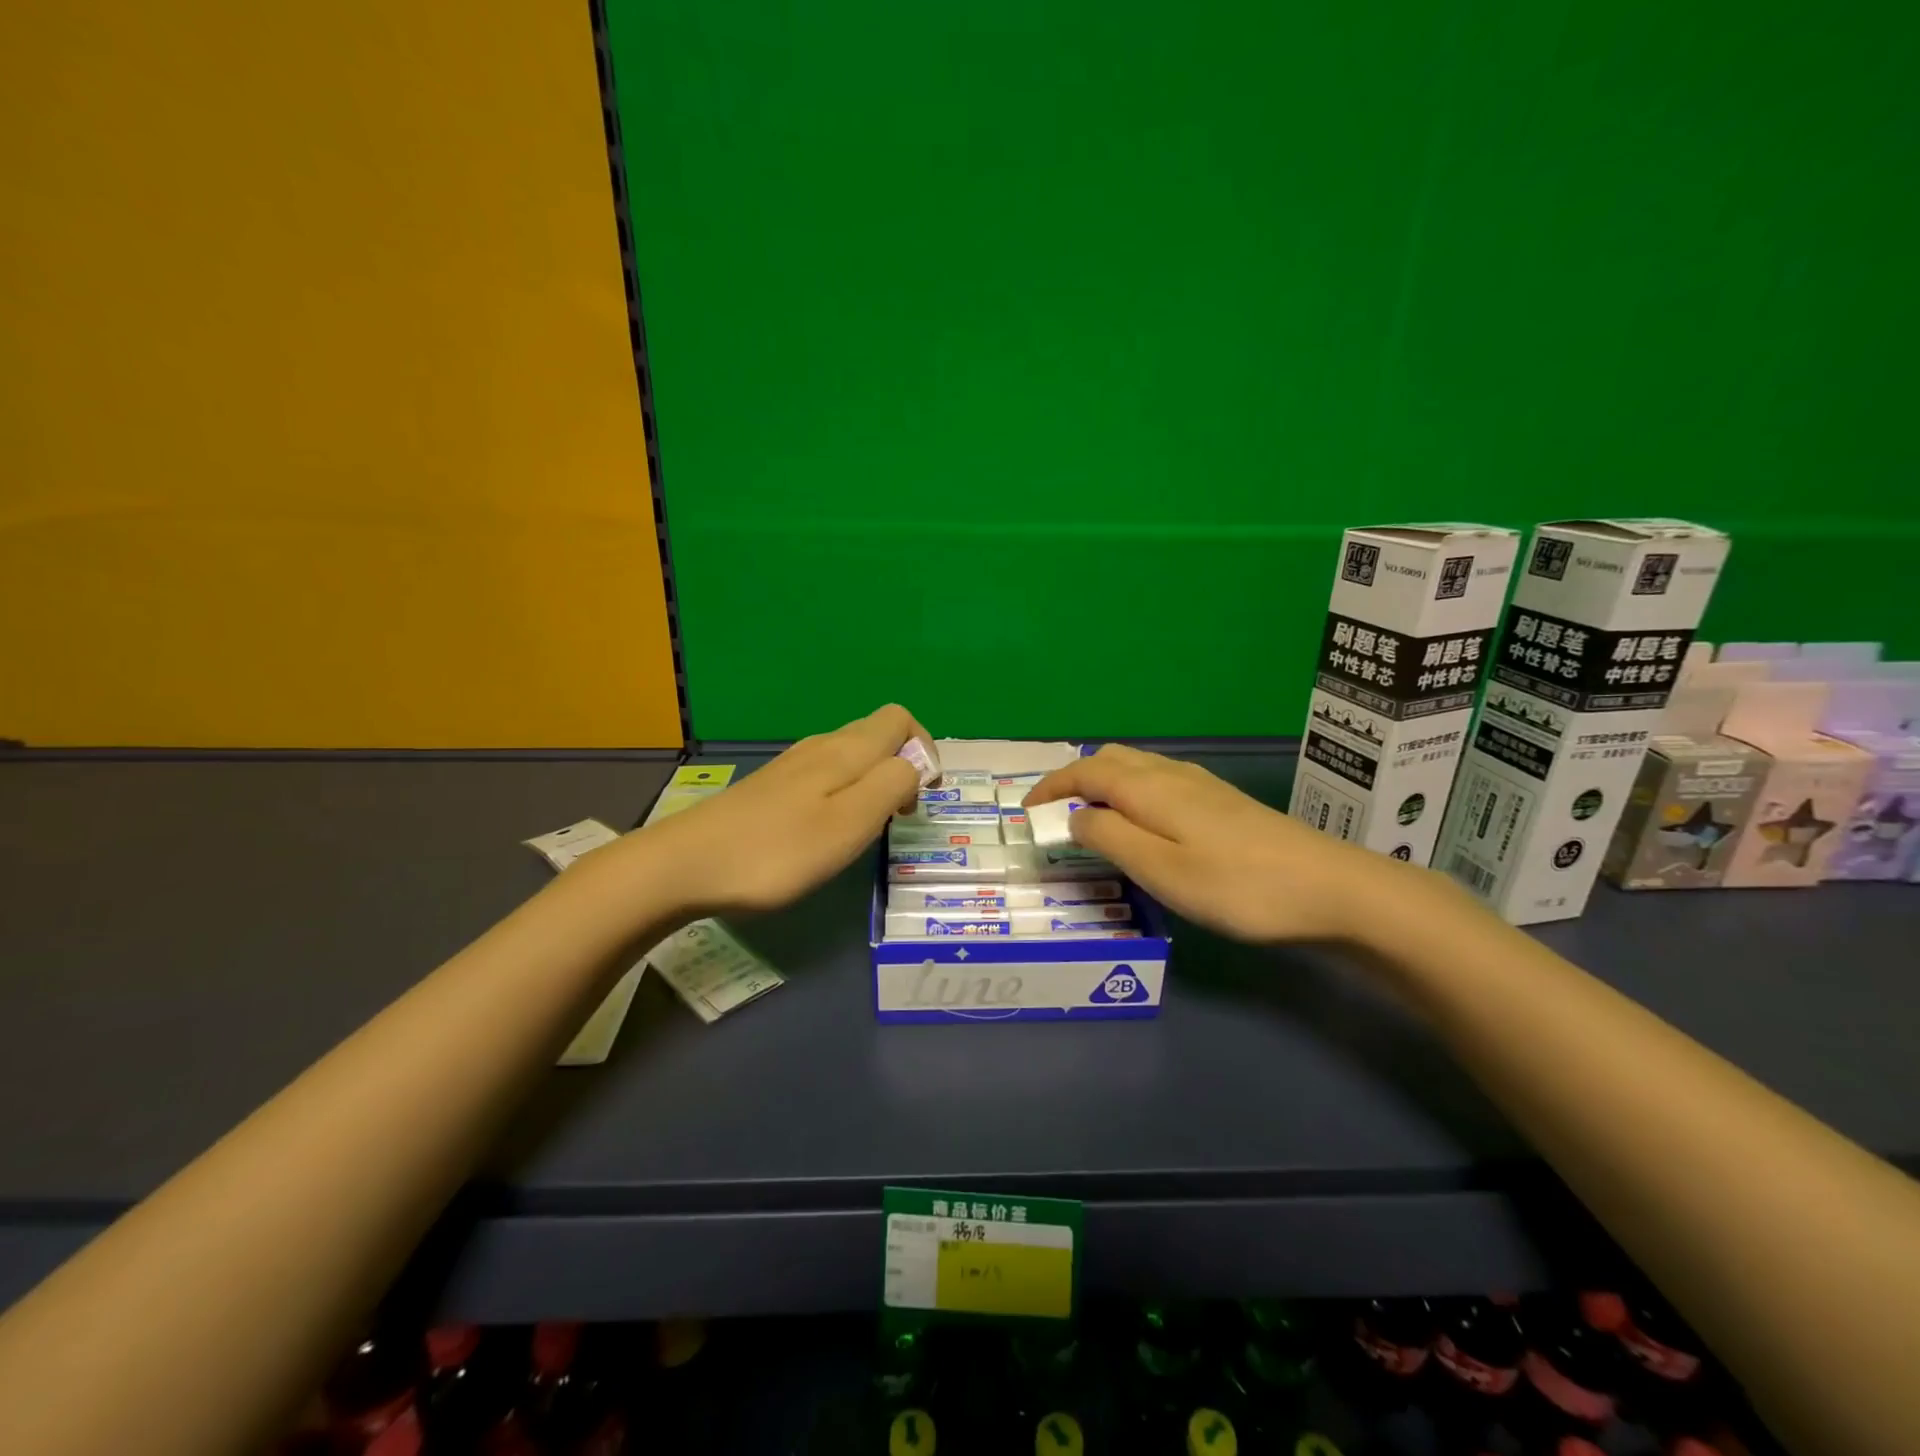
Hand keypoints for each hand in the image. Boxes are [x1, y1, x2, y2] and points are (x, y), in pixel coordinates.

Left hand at [635, 704, 924, 915]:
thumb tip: (916, 766)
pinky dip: (844, 795)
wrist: (685, 865)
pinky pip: (826, 776)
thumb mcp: (850, 823)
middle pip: (877, 735)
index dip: (924, 749)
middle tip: (897, 818)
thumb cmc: (778, 850)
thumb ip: (892, 786)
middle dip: (902, 768)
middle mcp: (821, 747)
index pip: (900, 718)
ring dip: (874, 784)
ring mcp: (792, 766)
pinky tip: (826, 832)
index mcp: (846, 750)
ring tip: (865, 829)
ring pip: (851, 757)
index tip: (922, 796)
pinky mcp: (772, 788)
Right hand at [1026, 744, 1424, 944]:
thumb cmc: (1237, 885)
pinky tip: (1142, 823)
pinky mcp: (1222, 802)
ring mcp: (1202, 785)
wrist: (1330, 888)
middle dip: (1074, 780)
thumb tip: (1075, 818)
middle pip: (1110, 760)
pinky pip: (1158, 782)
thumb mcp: (1161, 869)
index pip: (1086, 772)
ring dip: (1102, 784)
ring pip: (1137, 769)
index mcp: (1150, 788)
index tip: (1026, 811)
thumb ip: (1110, 839)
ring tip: (1089, 819)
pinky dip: (1130, 793)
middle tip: (1054, 814)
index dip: (1051, 787)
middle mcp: (1172, 775)